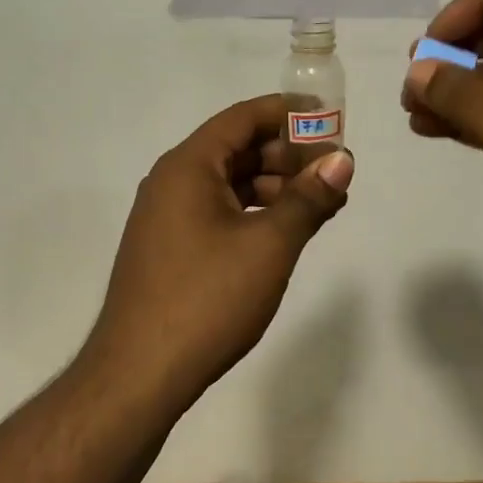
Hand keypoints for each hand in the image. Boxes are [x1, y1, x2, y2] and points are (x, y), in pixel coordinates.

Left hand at [85, 95, 352, 408]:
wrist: (139, 371)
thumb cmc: (207, 299)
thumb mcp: (268, 246)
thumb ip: (308, 199)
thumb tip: (342, 161)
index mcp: (188, 166)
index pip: (243, 118)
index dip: (289, 112)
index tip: (330, 117)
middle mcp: (171, 181)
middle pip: (236, 148)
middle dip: (288, 155)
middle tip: (335, 171)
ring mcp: (166, 216)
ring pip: (228, 183)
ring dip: (274, 187)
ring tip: (322, 204)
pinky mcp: (168, 247)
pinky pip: (216, 211)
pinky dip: (252, 213)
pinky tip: (284, 231)